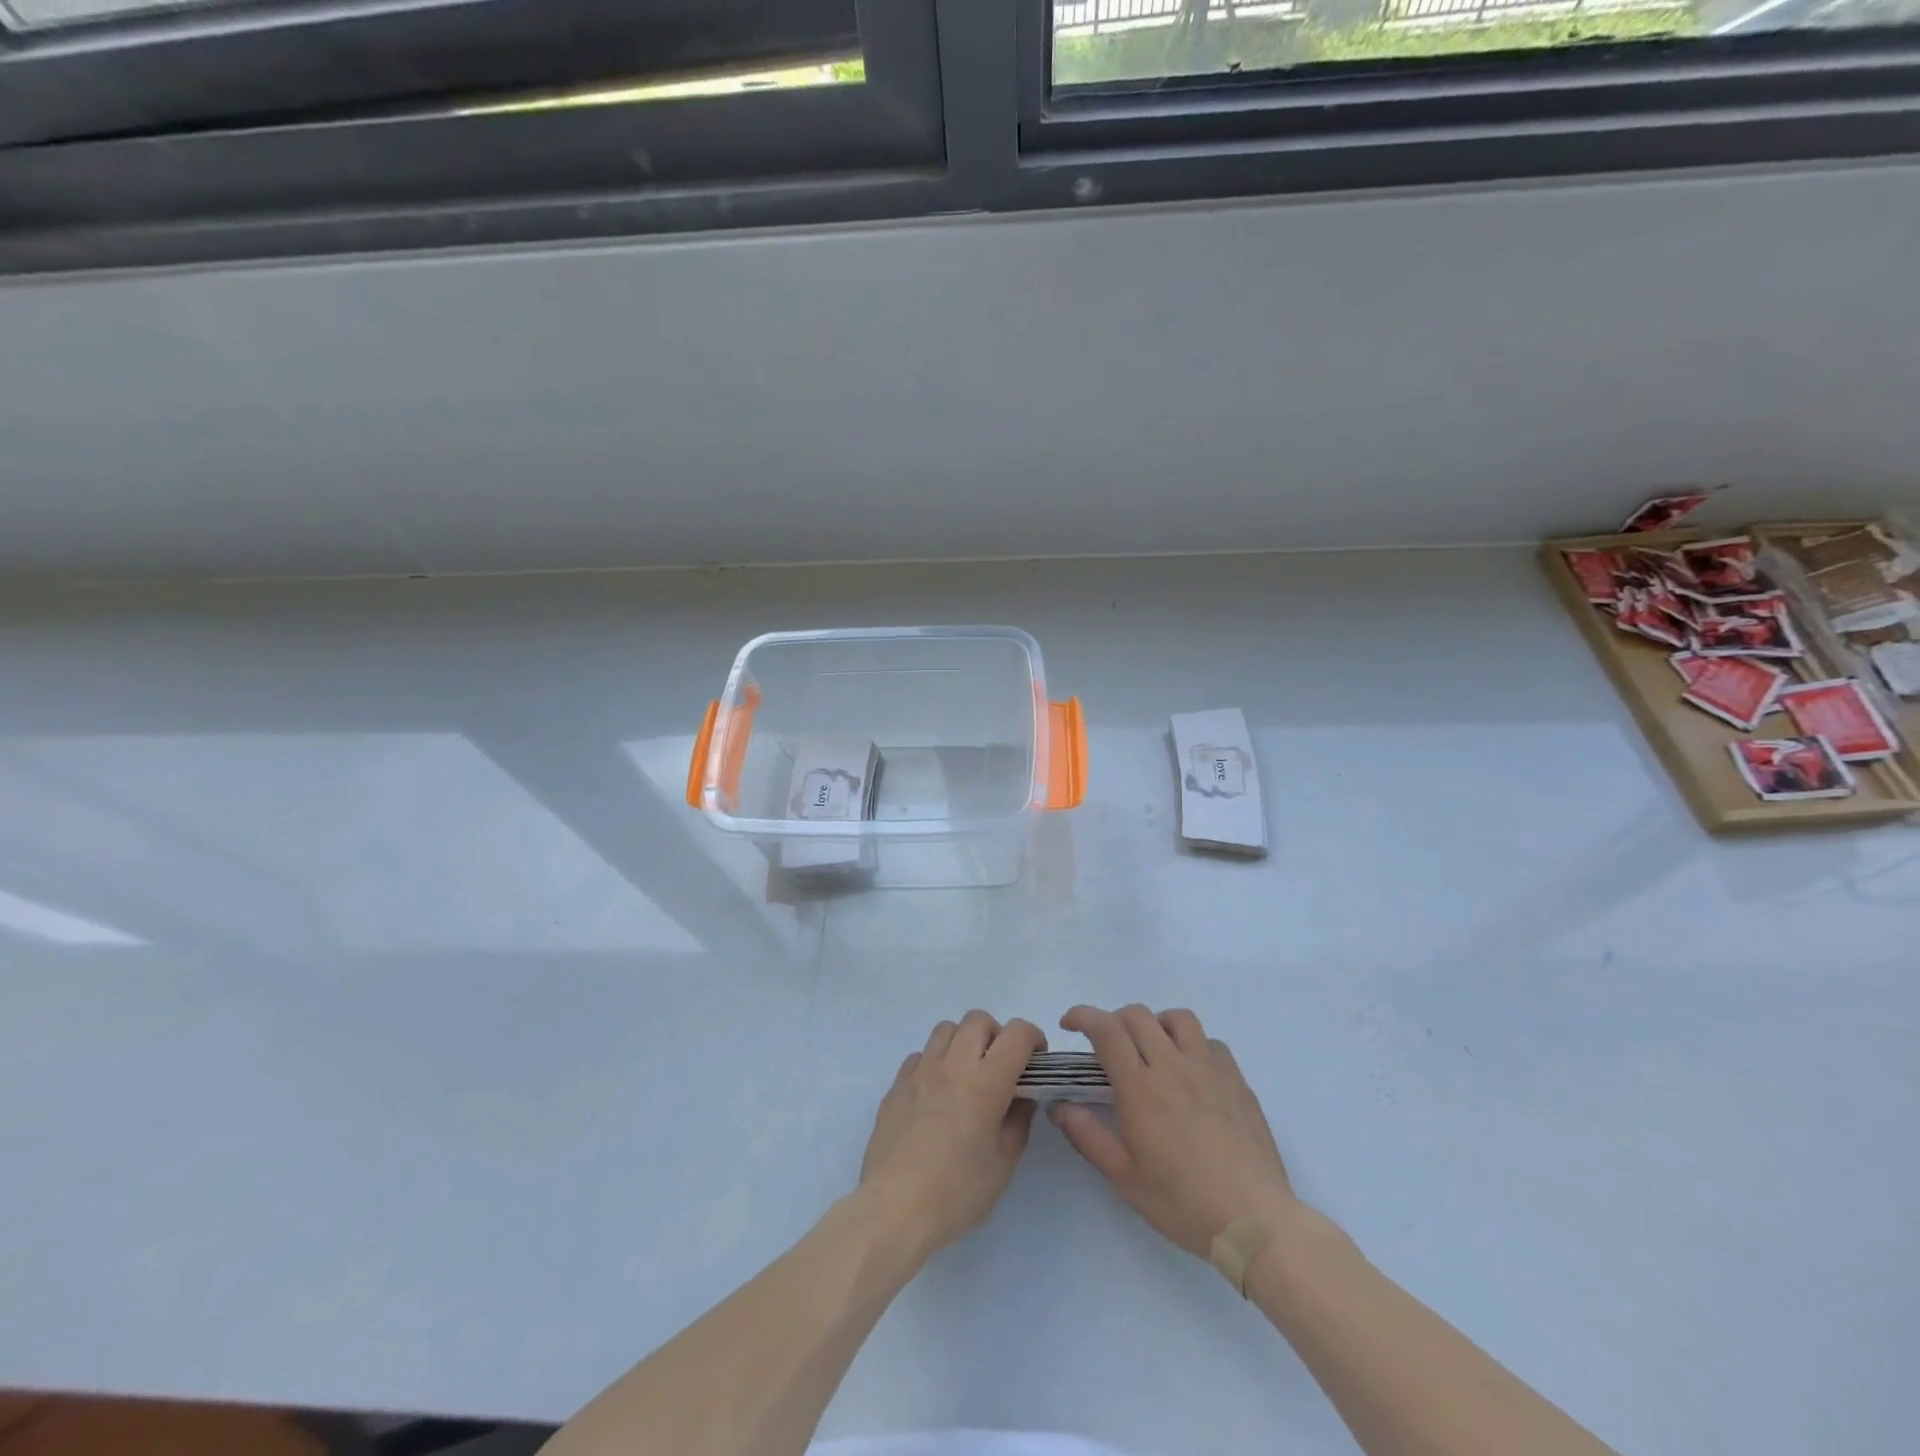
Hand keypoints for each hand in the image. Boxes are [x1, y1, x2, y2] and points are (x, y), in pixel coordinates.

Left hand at [858, 1011, 1046, 1257]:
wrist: (893, 1208)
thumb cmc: (956, 1192)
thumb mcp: (1003, 1164)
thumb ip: (1018, 1121)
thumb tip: (1022, 1097)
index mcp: (985, 1082)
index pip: (1016, 1034)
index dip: (1033, 1037)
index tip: (1036, 1060)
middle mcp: (953, 1065)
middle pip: (978, 1019)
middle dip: (997, 1034)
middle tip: (1000, 1067)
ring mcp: (920, 1071)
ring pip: (946, 1029)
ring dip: (963, 1042)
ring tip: (966, 1075)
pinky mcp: (896, 1084)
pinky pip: (920, 1054)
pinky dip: (935, 1062)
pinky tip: (936, 1093)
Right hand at [1049, 1004, 1295, 1258]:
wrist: (1255, 1221)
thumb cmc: (1182, 1202)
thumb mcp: (1124, 1177)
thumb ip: (1087, 1135)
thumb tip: (1059, 1105)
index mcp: (1141, 1087)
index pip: (1106, 1029)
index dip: (1083, 1016)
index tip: (1069, 1024)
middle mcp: (1173, 1066)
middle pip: (1138, 1016)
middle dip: (1114, 1020)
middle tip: (1107, 1046)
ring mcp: (1210, 1069)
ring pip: (1178, 1019)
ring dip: (1156, 1025)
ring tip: (1152, 1050)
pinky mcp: (1237, 1081)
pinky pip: (1211, 1043)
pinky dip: (1192, 1045)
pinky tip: (1191, 1073)